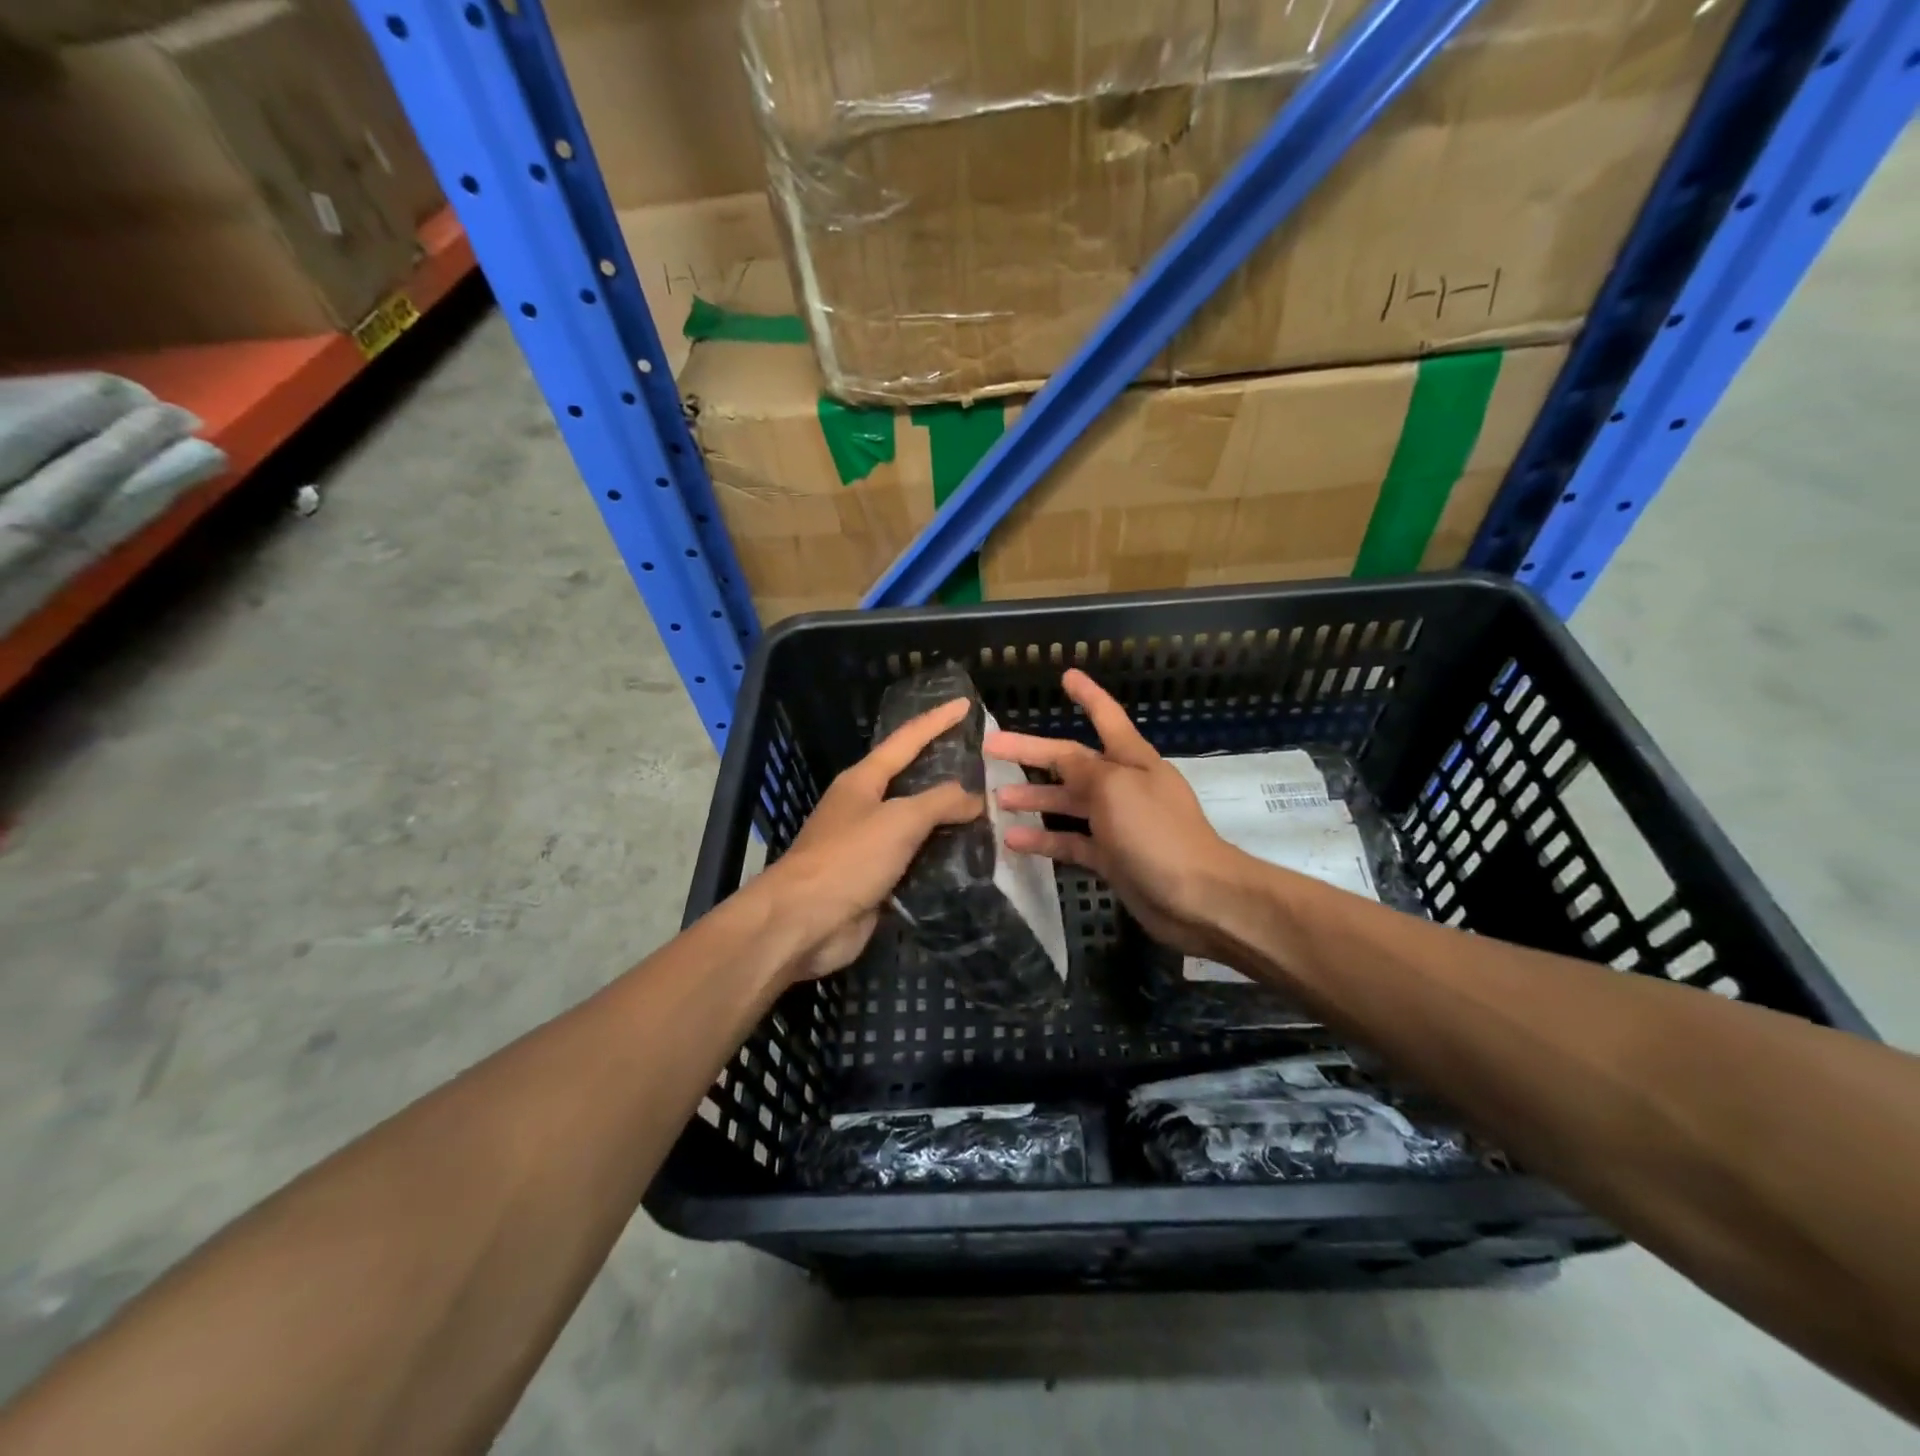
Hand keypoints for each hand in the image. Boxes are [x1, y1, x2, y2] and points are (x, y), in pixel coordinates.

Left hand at [757, 698, 982, 981]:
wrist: (804, 922)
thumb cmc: (848, 858)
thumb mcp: (899, 820)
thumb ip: (940, 802)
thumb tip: (975, 797)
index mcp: (863, 780)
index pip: (906, 740)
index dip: (936, 721)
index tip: (965, 704)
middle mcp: (864, 807)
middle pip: (911, 781)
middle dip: (946, 771)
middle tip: (987, 764)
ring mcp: (868, 845)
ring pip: (916, 824)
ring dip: (948, 820)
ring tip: (990, 812)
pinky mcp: (876, 879)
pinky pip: (915, 860)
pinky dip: (941, 857)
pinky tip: (971, 858)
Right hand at [986, 669, 1247, 959]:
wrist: (1197, 897)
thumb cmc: (1157, 833)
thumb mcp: (1115, 789)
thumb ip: (1082, 770)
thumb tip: (1062, 759)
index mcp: (1132, 760)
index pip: (1106, 717)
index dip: (1087, 696)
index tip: (1066, 676)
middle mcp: (1123, 786)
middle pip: (1072, 762)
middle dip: (1033, 753)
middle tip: (991, 746)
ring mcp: (1117, 824)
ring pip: (1068, 803)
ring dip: (1034, 798)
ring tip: (996, 798)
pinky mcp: (1111, 858)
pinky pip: (1071, 842)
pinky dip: (1044, 840)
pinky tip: (1014, 841)